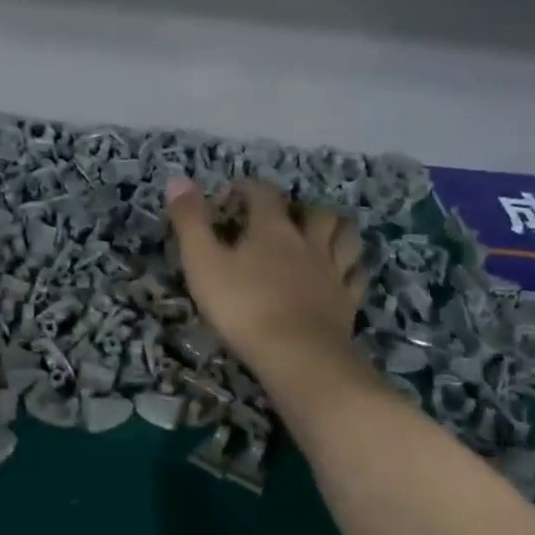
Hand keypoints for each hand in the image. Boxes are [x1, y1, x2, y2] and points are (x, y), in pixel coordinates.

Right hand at [165, 177, 364, 374]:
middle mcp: (308, 242)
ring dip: (334, 229)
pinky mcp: (347, 303)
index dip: (246, 189)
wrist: (297, 355)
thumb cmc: (244, 307)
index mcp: (273, 229)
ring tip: (320, 235)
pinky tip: (342, 273)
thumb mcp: (203, 263)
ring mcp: (333, 272)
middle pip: (314, 211)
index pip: (263, 194)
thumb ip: (190, 221)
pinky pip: (356, 276)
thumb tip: (178, 179)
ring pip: (345, 237)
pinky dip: (350, 268)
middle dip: (298, 208)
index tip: (229, 199)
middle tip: (281, 219)